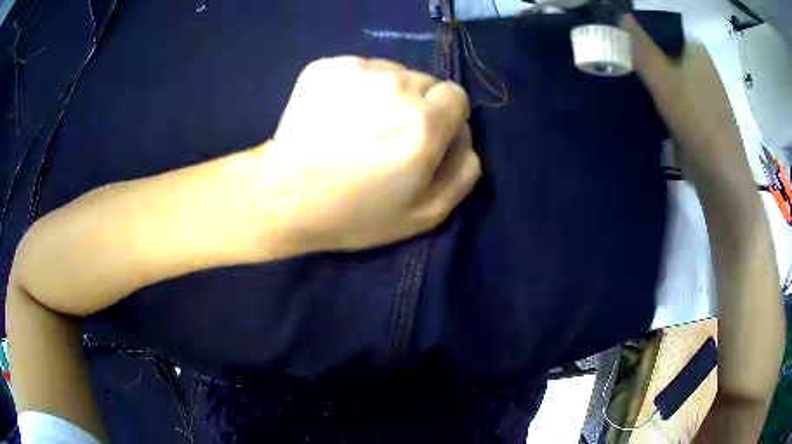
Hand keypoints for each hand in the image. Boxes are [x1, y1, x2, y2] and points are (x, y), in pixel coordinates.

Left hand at [263, 56, 479, 250]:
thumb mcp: (425, 214)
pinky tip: (335, 115)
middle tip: (386, 137)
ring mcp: (357, 70)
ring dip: (386, 94)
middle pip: (425, 82)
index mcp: (425, 122)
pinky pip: (359, 70)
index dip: (445, 119)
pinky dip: (356, 88)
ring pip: (392, 73)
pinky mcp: (327, 66)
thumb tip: (466, 138)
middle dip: (417, 105)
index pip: (457, 96)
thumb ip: (463, 172)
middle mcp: (396, 84)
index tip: (425, 139)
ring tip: (357, 126)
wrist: (285, 196)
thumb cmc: (355, 213)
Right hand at [622, 15, 753, 189]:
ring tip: (632, 92)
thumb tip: (620, 16)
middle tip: (622, 73)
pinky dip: (664, 103)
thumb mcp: (663, 79)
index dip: (639, 38)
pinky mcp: (703, 116)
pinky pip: (677, 100)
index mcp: (695, 49)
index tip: (620, 50)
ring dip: (653, 85)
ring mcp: (704, 93)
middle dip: (644, 63)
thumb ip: (641, 47)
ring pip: (670, 79)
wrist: (721, 177)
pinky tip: (652, 112)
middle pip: (664, 56)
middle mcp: (702, 66)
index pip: (660, 32)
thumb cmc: (696, 121)